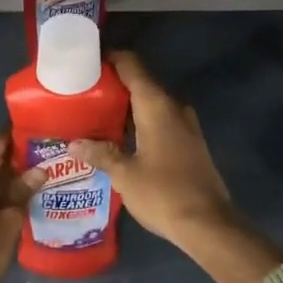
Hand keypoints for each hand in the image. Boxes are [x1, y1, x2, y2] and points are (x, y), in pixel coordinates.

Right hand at [68, 51, 234, 248]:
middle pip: (140, 83)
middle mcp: (173, 107)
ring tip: (95, 114)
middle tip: (82, 92)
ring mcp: (185, 124)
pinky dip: (140, 121)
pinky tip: (120, 136)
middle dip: (113, 85)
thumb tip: (74, 143)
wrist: (208, 223)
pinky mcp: (190, 142)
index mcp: (156, 105)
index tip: (86, 60)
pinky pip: (161, 120)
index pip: (131, 65)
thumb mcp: (125, 174)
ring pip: (151, 103)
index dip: (109, 58)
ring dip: (127, 106)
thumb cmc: (163, 193)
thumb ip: (101, 153)